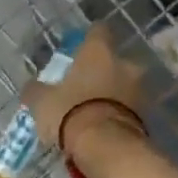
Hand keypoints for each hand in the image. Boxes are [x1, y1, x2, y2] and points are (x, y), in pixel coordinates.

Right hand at [22, 25, 149, 177]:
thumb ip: (36, 90)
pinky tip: (103, 128)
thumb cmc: (70, 112)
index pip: (98, 31)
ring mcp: (138, 89)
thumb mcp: (42, 102)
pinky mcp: (145, 115)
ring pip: (123, 85)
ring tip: (93, 112)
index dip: (88, 39)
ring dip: (112, 94)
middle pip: (113, 61)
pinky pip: (128, 108)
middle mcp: (124, 64)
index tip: (78, 49)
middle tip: (83, 88)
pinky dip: (118, 114)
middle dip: (101, 72)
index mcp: (98, 52)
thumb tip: (31, 86)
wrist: (106, 146)